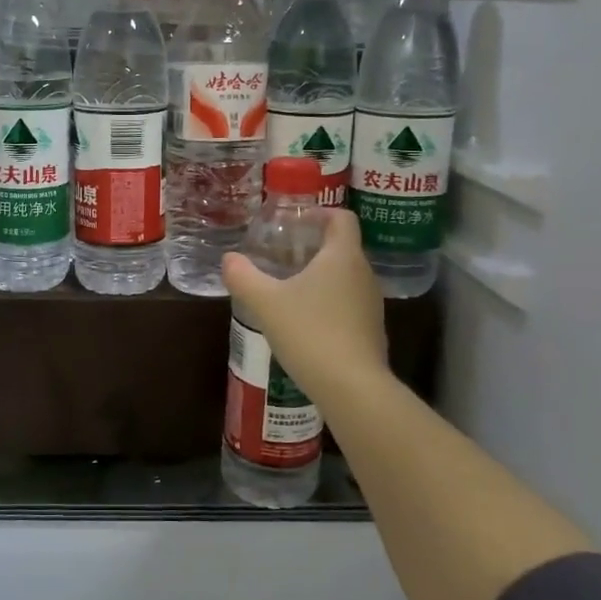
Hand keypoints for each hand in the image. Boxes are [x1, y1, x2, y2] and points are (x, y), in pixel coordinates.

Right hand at [222, 210, 389, 404]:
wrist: (352, 387)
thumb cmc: (309, 332)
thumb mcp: (266, 302)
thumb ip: (243, 277)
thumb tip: (229, 259)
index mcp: (342, 256)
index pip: (342, 218)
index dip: (320, 213)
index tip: (296, 221)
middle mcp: (363, 274)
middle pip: (343, 247)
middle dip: (314, 246)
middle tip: (283, 253)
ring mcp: (371, 304)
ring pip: (346, 277)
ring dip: (321, 276)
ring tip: (290, 287)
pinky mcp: (371, 331)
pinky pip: (349, 304)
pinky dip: (329, 303)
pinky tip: (304, 321)